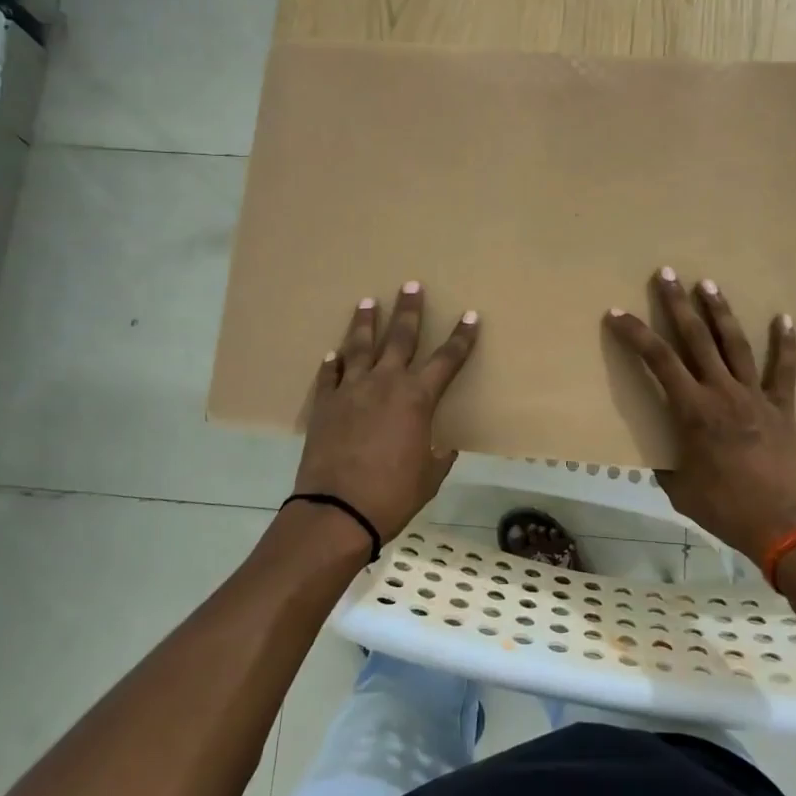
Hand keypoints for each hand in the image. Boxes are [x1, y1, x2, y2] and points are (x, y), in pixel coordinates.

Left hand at [293, 282, 480, 544]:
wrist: (337, 511)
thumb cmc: (393, 495)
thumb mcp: (429, 477)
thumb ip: (438, 455)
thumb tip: (442, 446)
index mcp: (417, 398)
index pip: (447, 359)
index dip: (462, 337)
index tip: (470, 315)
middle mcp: (385, 383)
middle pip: (400, 337)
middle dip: (409, 310)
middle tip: (411, 284)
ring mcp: (351, 390)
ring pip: (360, 346)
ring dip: (365, 322)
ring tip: (367, 301)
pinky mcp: (324, 404)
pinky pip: (329, 375)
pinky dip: (333, 363)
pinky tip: (333, 354)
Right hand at [604, 267, 795, 564]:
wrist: (785, 524)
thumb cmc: (725, 508)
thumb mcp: (680, 489)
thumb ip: (667, 464)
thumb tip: (661, 455)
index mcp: (693, 411)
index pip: (658, 361)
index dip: (636, 334)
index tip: (618, 313)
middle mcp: (722, 393)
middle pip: (696, 339)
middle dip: (678, 304)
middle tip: (667, 273)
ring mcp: (755, 396)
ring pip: (734, 344)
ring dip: (720, 312)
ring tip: (708, 283)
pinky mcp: (782, 407)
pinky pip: (783, 369)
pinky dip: (784, 343)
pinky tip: (784, 317)